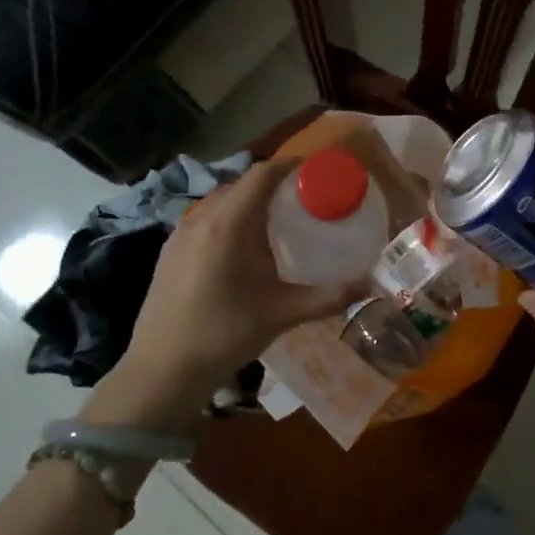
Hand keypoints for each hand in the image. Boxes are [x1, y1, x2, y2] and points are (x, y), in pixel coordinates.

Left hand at [84, 160, 360, 427]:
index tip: (319, 171)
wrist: (163, 369)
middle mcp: (200, 218)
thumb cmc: (225, 335)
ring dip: (251, 203)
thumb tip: (372, 285)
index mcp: (228, 224)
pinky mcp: (170, 251)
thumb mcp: (283, 314)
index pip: (262, 175)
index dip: (291, 165)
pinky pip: (206, 220)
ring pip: (222, 202)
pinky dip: (231, 220)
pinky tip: (245, 248)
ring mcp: (180, 234)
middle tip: (307, 199)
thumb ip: (330, 296)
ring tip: (280, 222)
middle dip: (276, 185)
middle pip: (242, 185)